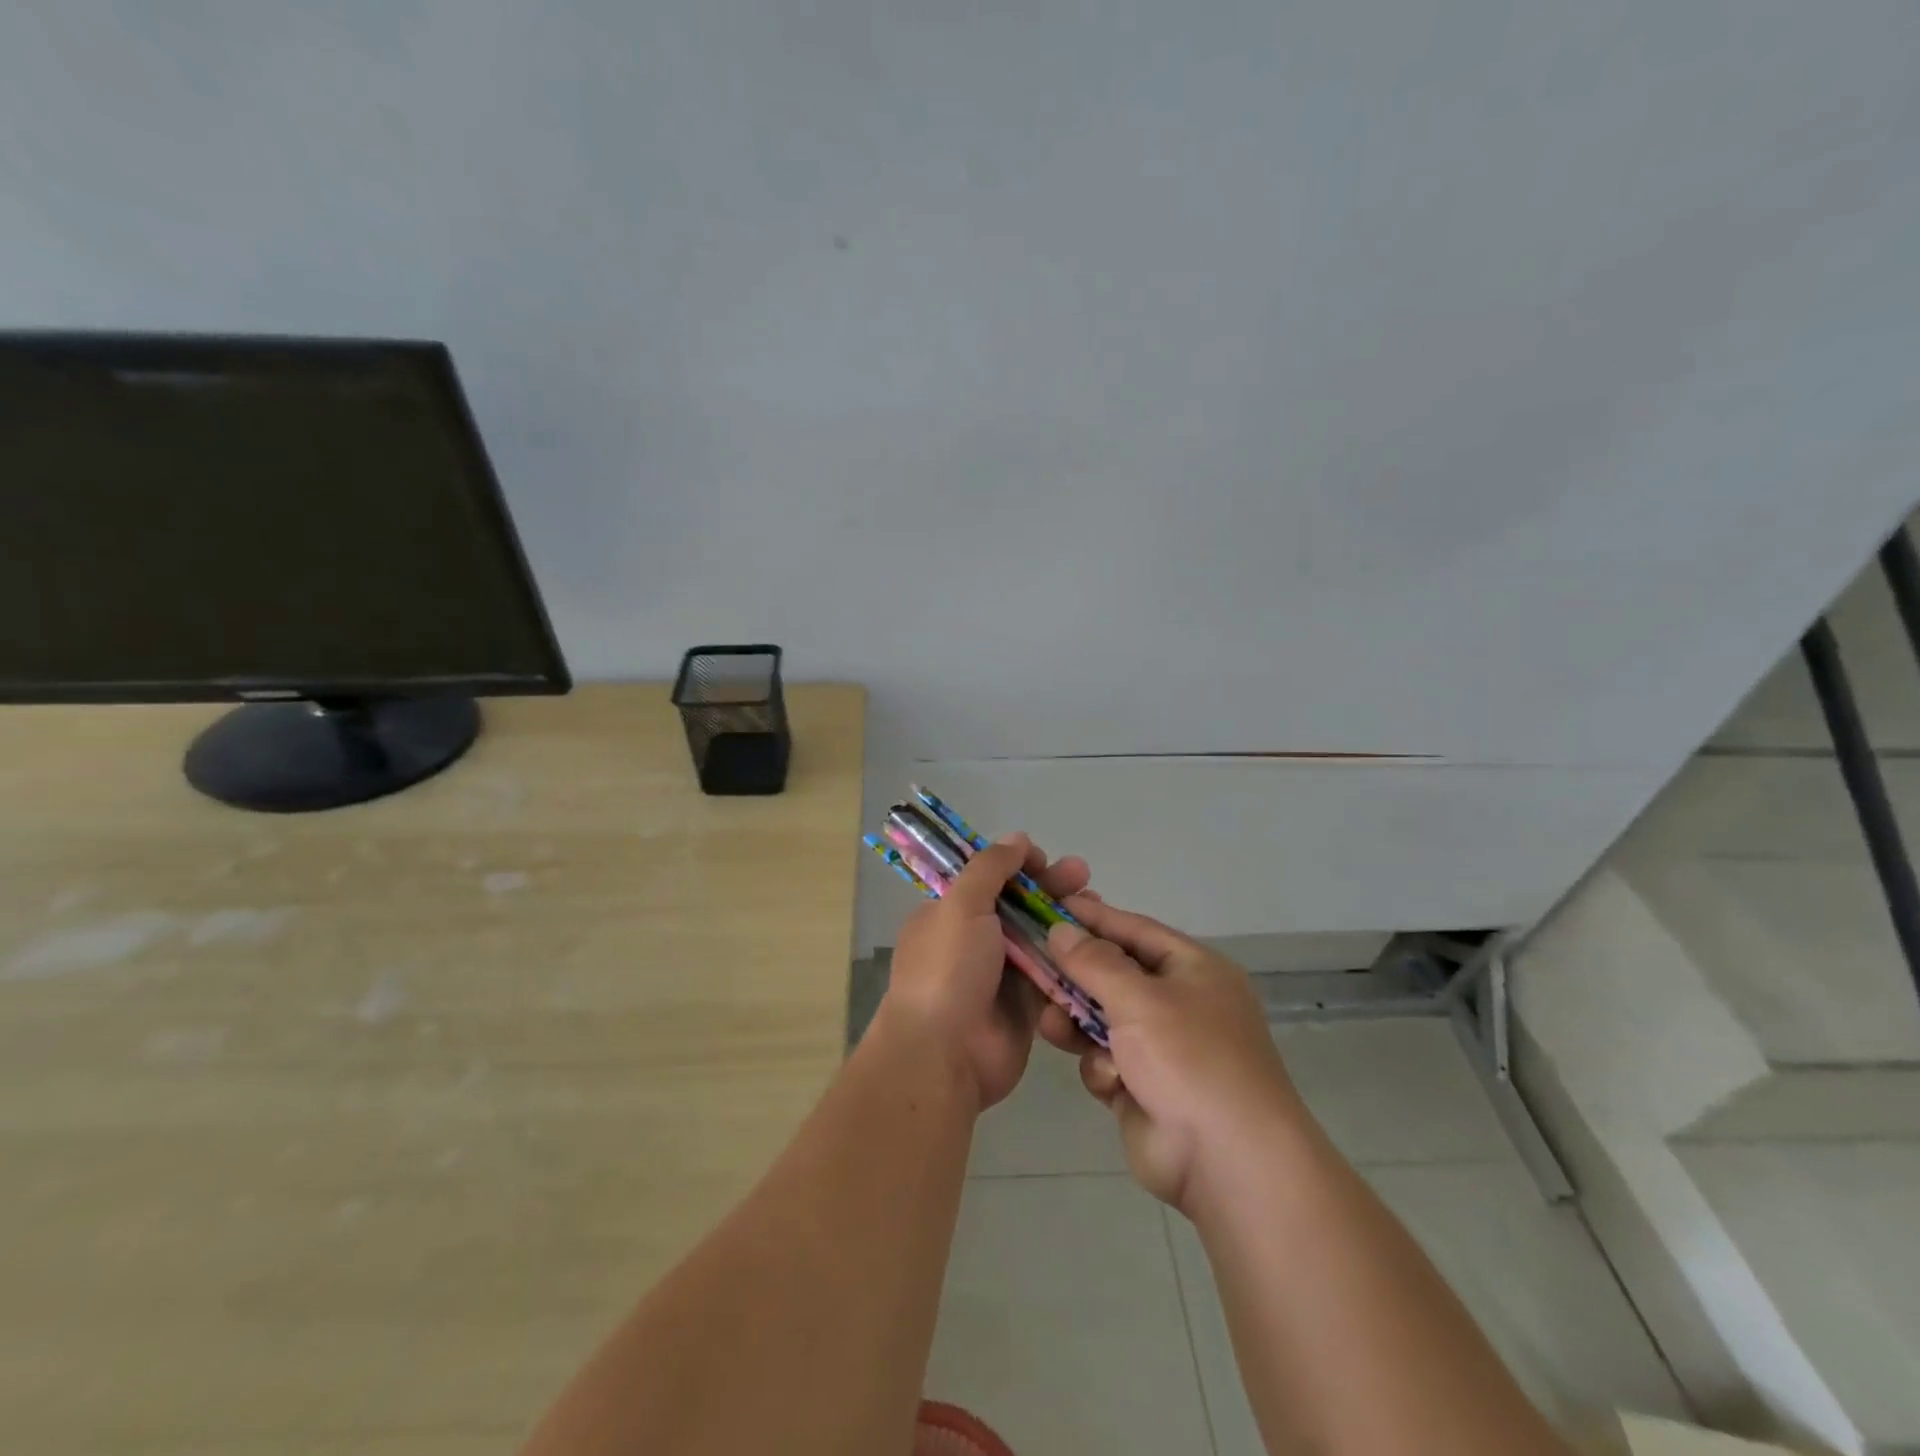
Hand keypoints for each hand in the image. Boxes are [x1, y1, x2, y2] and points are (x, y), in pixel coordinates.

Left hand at [876, 834, 1091, 1111]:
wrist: (944, 1054)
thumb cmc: (947, 969)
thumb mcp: (961, 905)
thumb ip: (990, 868)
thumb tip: (1016, 838)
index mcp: (948, 914)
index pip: (986, 878)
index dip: (1016, 865)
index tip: (1042, 860)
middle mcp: (973, 940)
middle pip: (1018, 905)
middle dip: (1049, 887)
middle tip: (1082, 875)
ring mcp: (1000, 974)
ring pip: (1039, 938)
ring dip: (1066, 920)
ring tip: (1097, 905)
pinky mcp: (1025, 1005)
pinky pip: (1052, 975)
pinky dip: (1072, 959)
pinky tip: (1098, 943)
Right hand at [1042, 900, 1303, 1213]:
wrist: (1228, 1161)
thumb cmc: (1188, 1058)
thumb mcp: (1139, 999)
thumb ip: (1094, 962)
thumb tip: (1061, 929)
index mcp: (1193, 970)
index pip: (1135, 930)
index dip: (1093, 919)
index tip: (1049, 907)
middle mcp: (1180, 1003)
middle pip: (1114, 976)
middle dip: (1076, 977)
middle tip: (1033, 967)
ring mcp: (1163, 1049)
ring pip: (1102, 1020)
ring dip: (1077, 1022)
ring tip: (1050, 1024)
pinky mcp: (1144, 1088)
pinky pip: (1107, 1061)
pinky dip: (1103, 1068)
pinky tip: (1110, 1081)